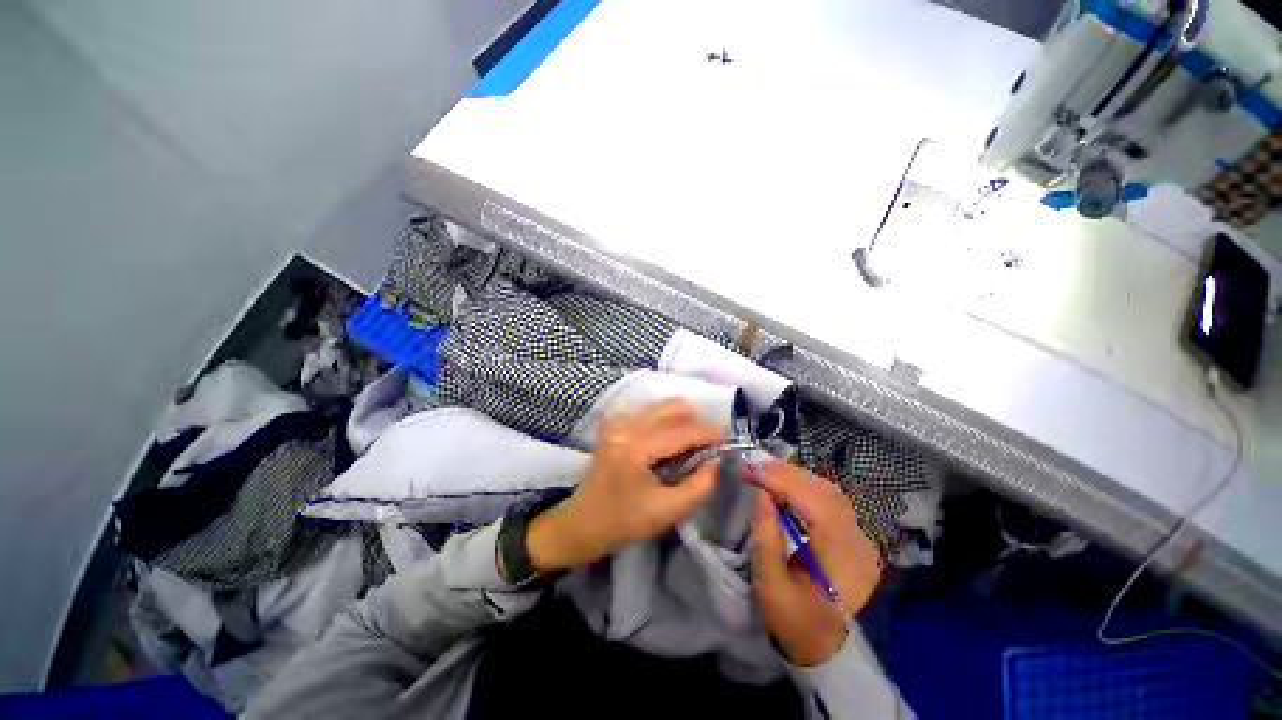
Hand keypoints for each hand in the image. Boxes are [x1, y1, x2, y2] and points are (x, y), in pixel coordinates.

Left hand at [526, 400, 723, 572]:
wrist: (582, 523)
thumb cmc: (623, 522)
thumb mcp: (667, 511)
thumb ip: (699, 485)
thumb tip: (717, 460)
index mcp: (636, 448)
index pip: (682, 431)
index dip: (710, 433)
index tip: (729, 439)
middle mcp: (626, 426)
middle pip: (672, 408)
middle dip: (696, 423)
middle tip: (707, 445)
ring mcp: (617, 422)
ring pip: (661, 407)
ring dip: (681, 421)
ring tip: (689, 446)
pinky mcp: (615, 424)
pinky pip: (648, 413)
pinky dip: (665, 422)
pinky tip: (667, 443)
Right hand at [750, 462, 881, 665]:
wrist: (822, 647)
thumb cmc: (793, 621)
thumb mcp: (771, 586)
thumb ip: (766, 538)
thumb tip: (760, 493)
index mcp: (844, 561)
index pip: (817, 505)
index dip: (782, 482)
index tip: (750, 471)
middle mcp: (860, 544)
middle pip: (826, 492)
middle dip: (787, 474)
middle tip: (754, 468)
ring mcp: (861, 538)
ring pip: (830, 491)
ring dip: (795, 477)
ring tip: (765, 473)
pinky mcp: (854, 535)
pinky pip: (830, 500)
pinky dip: (804, 487)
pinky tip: (784, 486)